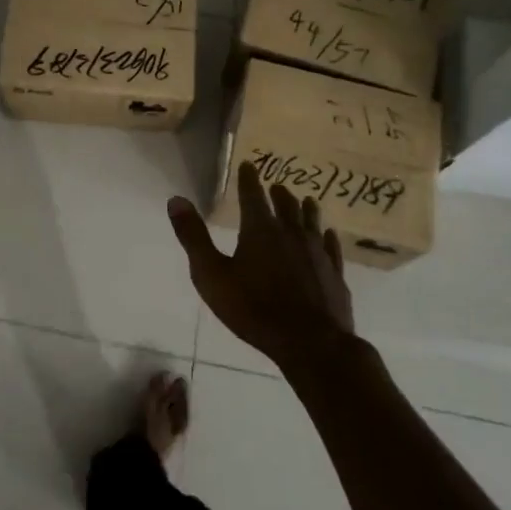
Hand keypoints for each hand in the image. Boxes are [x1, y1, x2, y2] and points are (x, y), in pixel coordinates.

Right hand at [167, 161, 354, 368]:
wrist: (311, 343)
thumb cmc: (254, 309)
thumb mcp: (211, 275)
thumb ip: (193, 237)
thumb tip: (176, 199)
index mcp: (260, 229)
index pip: (253, 195)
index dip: (249, 179)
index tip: (249, 165)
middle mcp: (291, 233)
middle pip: (285, 205)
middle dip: (278, 193)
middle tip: (275, 186)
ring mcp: (317, 252)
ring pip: (312, 221)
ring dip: (306, 208)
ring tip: (306, 200)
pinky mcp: (334, 272)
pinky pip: (331, 246)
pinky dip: (328, 237)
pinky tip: (329, 235)